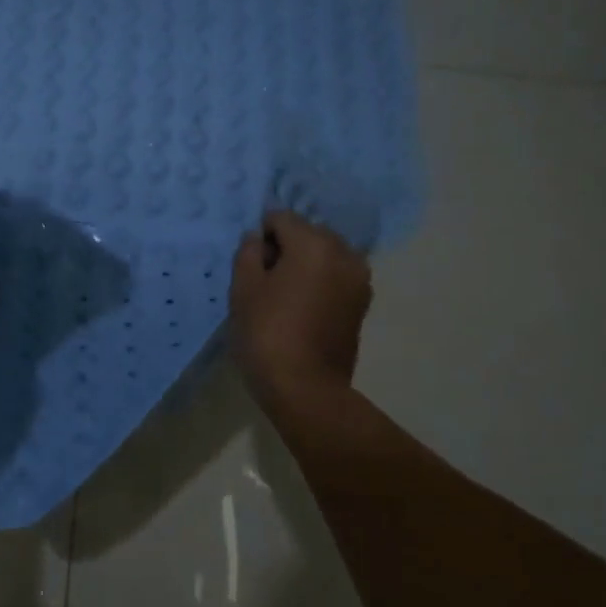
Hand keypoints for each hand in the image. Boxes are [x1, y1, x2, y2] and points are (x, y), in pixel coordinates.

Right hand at [230, 210, 372, 410]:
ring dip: (305, 265)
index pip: (281, 218)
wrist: (305, 388)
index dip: (261, 236)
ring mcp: (359, 279)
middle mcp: (344, 253)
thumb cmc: (267, 334)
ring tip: (284, 294)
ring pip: (325, 256)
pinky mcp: (362, 303)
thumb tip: (257, 239)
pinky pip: (336, 277)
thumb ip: (248, 253)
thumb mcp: (243, 289)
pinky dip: (320, 282)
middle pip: (308, 233)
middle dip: (287, 247)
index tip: (249, 262)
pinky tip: (302, 307)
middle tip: (265, 279)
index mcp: (314, 244)